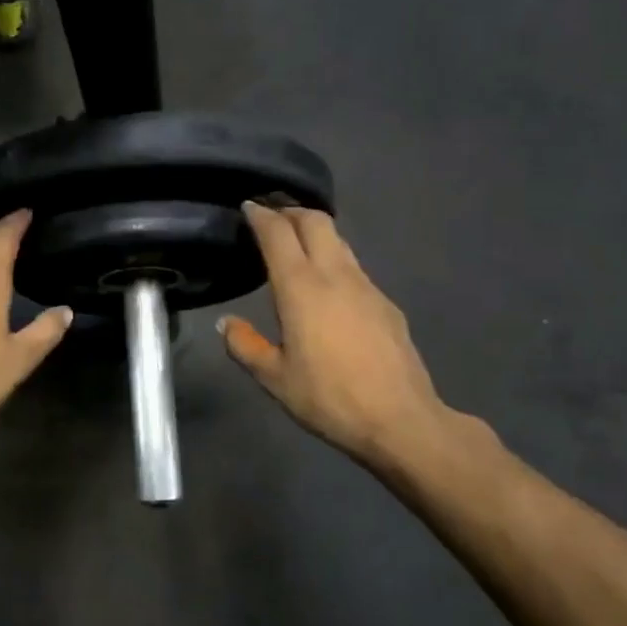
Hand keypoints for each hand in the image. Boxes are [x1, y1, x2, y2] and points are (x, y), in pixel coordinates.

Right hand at [219, 203, 459, 469]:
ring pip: (339, 242)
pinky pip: (354, 268)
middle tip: (272, 216)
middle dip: (291, 211)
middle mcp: (335, 276)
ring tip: (297, 245)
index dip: (261, 216)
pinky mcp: (386, 303)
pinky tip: (328, 288)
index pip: (278, 234)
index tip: (249, 206)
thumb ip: (246, 346)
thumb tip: (226, 324)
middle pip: (315, 222)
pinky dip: (334, 261)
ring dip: (315, 233)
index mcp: (301, 289)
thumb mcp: (274, 379)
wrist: (400, 419)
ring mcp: (366, 287)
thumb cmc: (328, 398)